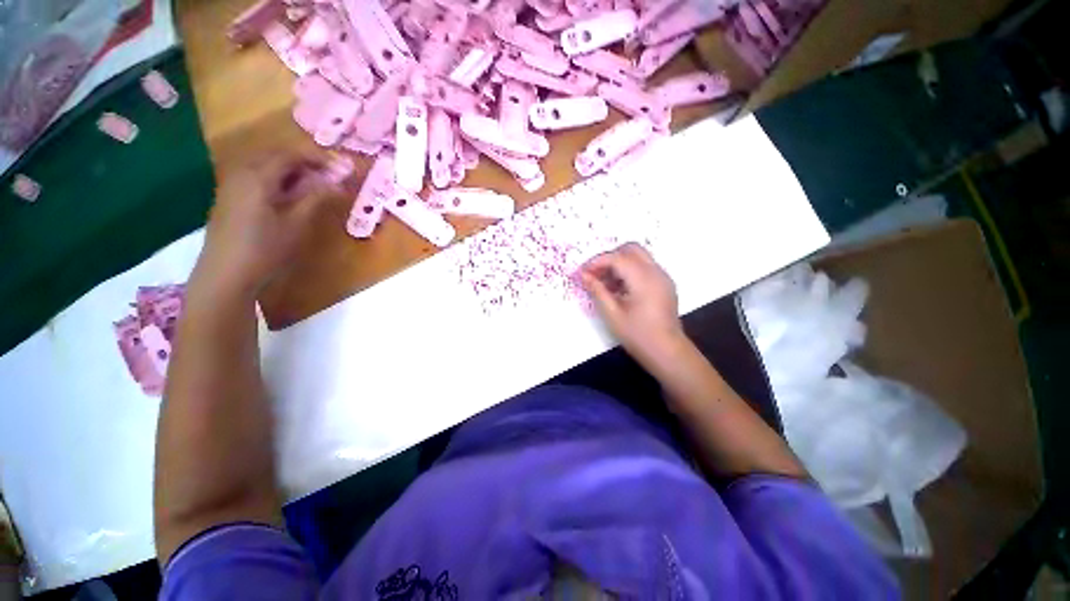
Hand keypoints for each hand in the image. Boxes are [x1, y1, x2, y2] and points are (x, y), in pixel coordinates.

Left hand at [197, 152, 335, 297]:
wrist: (226, 275)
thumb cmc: (266, 249)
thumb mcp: (297, 222)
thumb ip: (317, 196)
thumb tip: (340, 179)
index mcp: (258, 175)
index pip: (291, 153)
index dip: (319, 157)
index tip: (343, 166)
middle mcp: (242, 172)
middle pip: (277, 155)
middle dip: (307, 161)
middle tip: (332, 176)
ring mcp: (233, 184)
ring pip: (267, 166)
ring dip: (294, 171)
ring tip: (317, 186)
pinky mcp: (231, 197)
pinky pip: (258, 177)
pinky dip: (279, 179)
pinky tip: (291, 196)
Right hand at [580, 243, 687, 367]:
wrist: (667, 352)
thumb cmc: (637, 335)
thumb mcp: (612, 314)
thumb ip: (597, 290)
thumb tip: (583, 275)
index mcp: (643, 279)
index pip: (617, 258)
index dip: (597, 262)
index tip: (582, 272)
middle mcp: (656, 272)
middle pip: (631, 249)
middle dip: (610, 257)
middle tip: (595, 274)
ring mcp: (663, 277)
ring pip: (638, 257)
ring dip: (619, 264)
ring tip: (605, 284)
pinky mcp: (664, 284)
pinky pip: (645, 267)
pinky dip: (629, 271)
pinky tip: (619, 289)